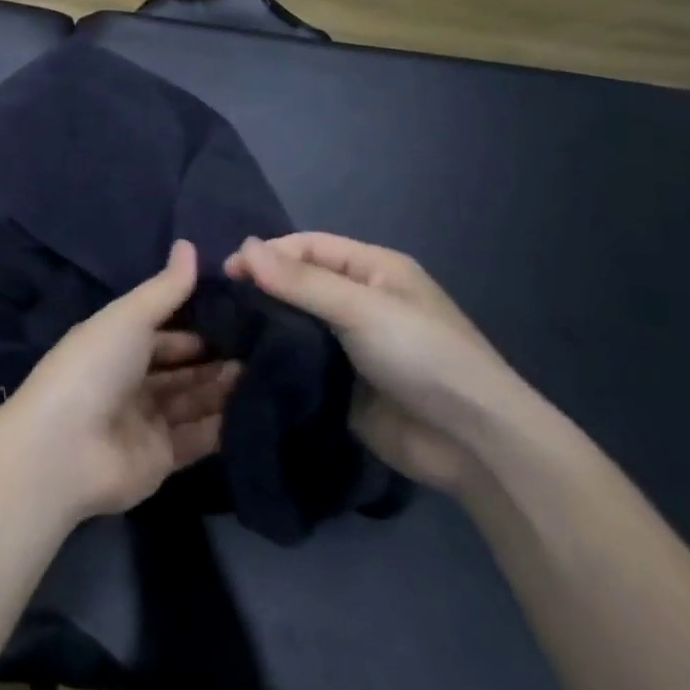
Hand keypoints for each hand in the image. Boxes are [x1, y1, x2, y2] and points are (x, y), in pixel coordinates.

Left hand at [0, 241, 240, 521]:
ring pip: (193, 401)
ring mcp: (145, 421)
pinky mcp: (160, 458)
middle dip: (217, 357)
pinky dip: (224, 425)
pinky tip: (260, 408)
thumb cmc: (94, 368)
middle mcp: (130, 381)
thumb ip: (165, 289)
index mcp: (116, 344)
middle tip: (267, 346)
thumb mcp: (129, 317)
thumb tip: (189, 244)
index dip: (199, 324)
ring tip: (271, 372)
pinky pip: (198, 438)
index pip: (164, 331)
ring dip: (224, 388)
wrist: (64, 449)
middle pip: (181, 367)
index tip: (243, 315)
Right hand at [228, 234, 537, 492]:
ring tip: (221, 334)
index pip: (308, 246)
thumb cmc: (422, 356)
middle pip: (299, 283)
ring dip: (263, 326)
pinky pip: (300, 361)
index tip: (226, 274)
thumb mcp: (361, 309)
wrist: (471, 443)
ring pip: (294, 323)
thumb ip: (301, 281)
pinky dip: (274, 359)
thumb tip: (243, 246)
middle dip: (261, 289)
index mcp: (373, 269)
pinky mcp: (340, 383)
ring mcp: (349, 344)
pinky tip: (242, 364)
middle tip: (218, 306)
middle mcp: (359, 301)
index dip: (268, 255)